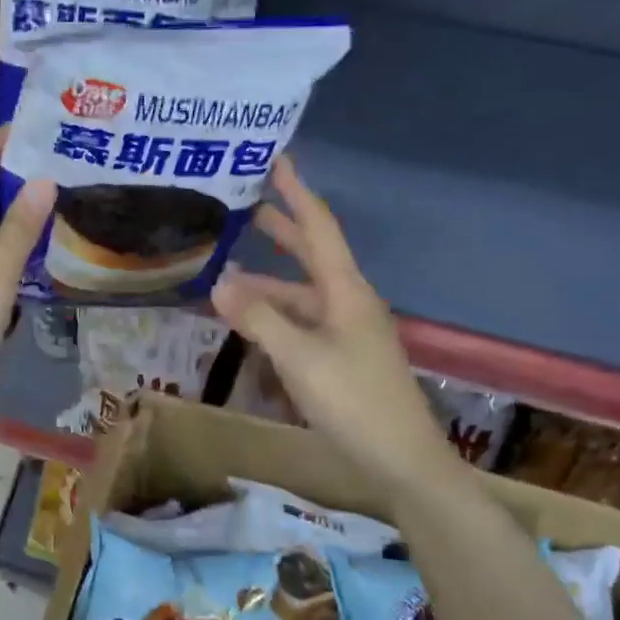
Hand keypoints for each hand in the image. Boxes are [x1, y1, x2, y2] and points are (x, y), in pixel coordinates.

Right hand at [212, 156, 455, 491]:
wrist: (400, 458)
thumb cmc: (353, 400)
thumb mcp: (299, 356)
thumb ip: (259, 318)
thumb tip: (220, 282)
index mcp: (346, 291)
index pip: (319, 228)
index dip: (297, 193)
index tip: (277, 160)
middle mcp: (348, 303)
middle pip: (311, 256)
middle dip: (280, 230)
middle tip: (245, 208)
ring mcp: (346, 332)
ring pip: (300, 296)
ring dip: (267, 284)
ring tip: (224, 276)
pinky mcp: (340, 358)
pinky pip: (300, 324)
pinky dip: (273, 317)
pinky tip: (248, 324)